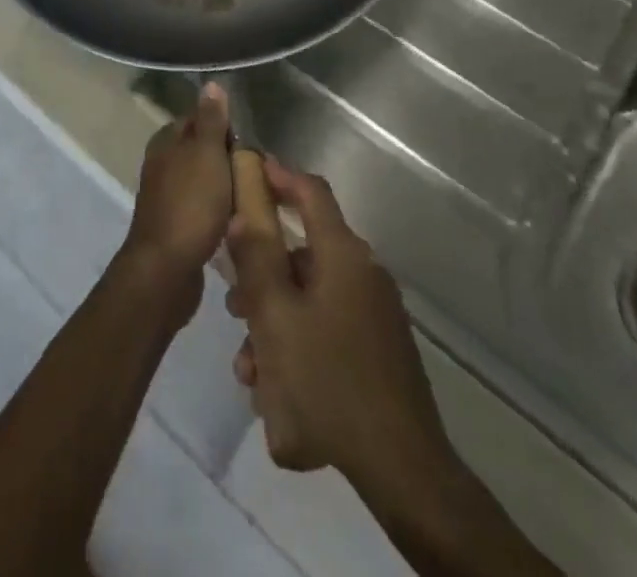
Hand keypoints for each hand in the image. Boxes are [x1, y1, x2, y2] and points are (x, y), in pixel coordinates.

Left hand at [119, 83, 232, 315]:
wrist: (166, 269)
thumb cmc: (190, 205)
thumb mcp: (206, 155)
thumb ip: (210, 120)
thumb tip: (211, 83)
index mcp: (167, 140)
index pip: (201, 118)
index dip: (227, 129)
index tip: (253, 147)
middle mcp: (163, 162)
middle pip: (204, 150)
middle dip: (231, 160)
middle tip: (261, 175)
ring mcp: (167, 194)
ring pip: (206, 180)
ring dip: (228, 187)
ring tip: (254, 199)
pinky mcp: (176, 223)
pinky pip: (204, 208)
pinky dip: (221, 211)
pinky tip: (237, 222)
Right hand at [225, 157, 455, 489]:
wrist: (402, 468)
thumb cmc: (328, 380)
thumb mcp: (275, 316)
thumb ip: (254, 258)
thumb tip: (243, 213)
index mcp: (343, 255)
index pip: (311, 192)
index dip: (279, 175)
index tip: (249, 168)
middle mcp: (363, 274)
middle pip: (302, 254)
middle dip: (262, 276)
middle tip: (234, 305)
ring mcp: (375, 315)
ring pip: (310, 299)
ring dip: (274, 322)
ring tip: (249, 368)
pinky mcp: (378, 350)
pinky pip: (327, 329)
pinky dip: (298, 344)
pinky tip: (277, 393)